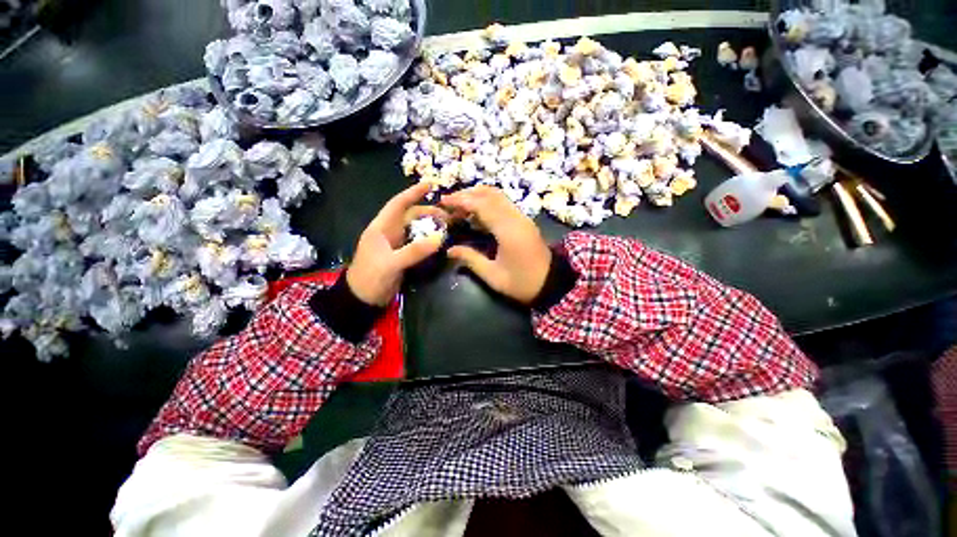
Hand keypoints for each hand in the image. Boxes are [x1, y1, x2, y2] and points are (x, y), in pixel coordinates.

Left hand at [347, 184, 447, 305]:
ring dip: (430, 227)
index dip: (413, 193)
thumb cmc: (371, 277)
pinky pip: (418, 243)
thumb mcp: (391, 263)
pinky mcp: (402, 255)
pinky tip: (439, 241)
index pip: (398, 205)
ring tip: (447, 227)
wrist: (363, 299)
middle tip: (449, 217)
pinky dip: (429, 240)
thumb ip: (414, 251)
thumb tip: (439, 238)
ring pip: (416, 229)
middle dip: (429, 213)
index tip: (429, 185)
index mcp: (381, 228)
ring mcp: (397, 244)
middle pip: (411, 216)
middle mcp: (390, 232)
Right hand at [441, 186, 551, 303]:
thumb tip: (449, 250)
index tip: (443, 201)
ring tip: (460, 206)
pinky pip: (504, 203)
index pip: (482, 205)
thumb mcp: (493, 276)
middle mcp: (516, 218)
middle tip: (449, 204)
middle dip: (467, 195)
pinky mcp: (524, 220)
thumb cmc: (522, 283)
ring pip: (498, 196)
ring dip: (478, 196)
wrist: (552, 283)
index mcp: (508, 231)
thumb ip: (471, 259)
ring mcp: (522, 217)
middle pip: (490, 195)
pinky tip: (477, 212)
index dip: (461, 200)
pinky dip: (488, 202)